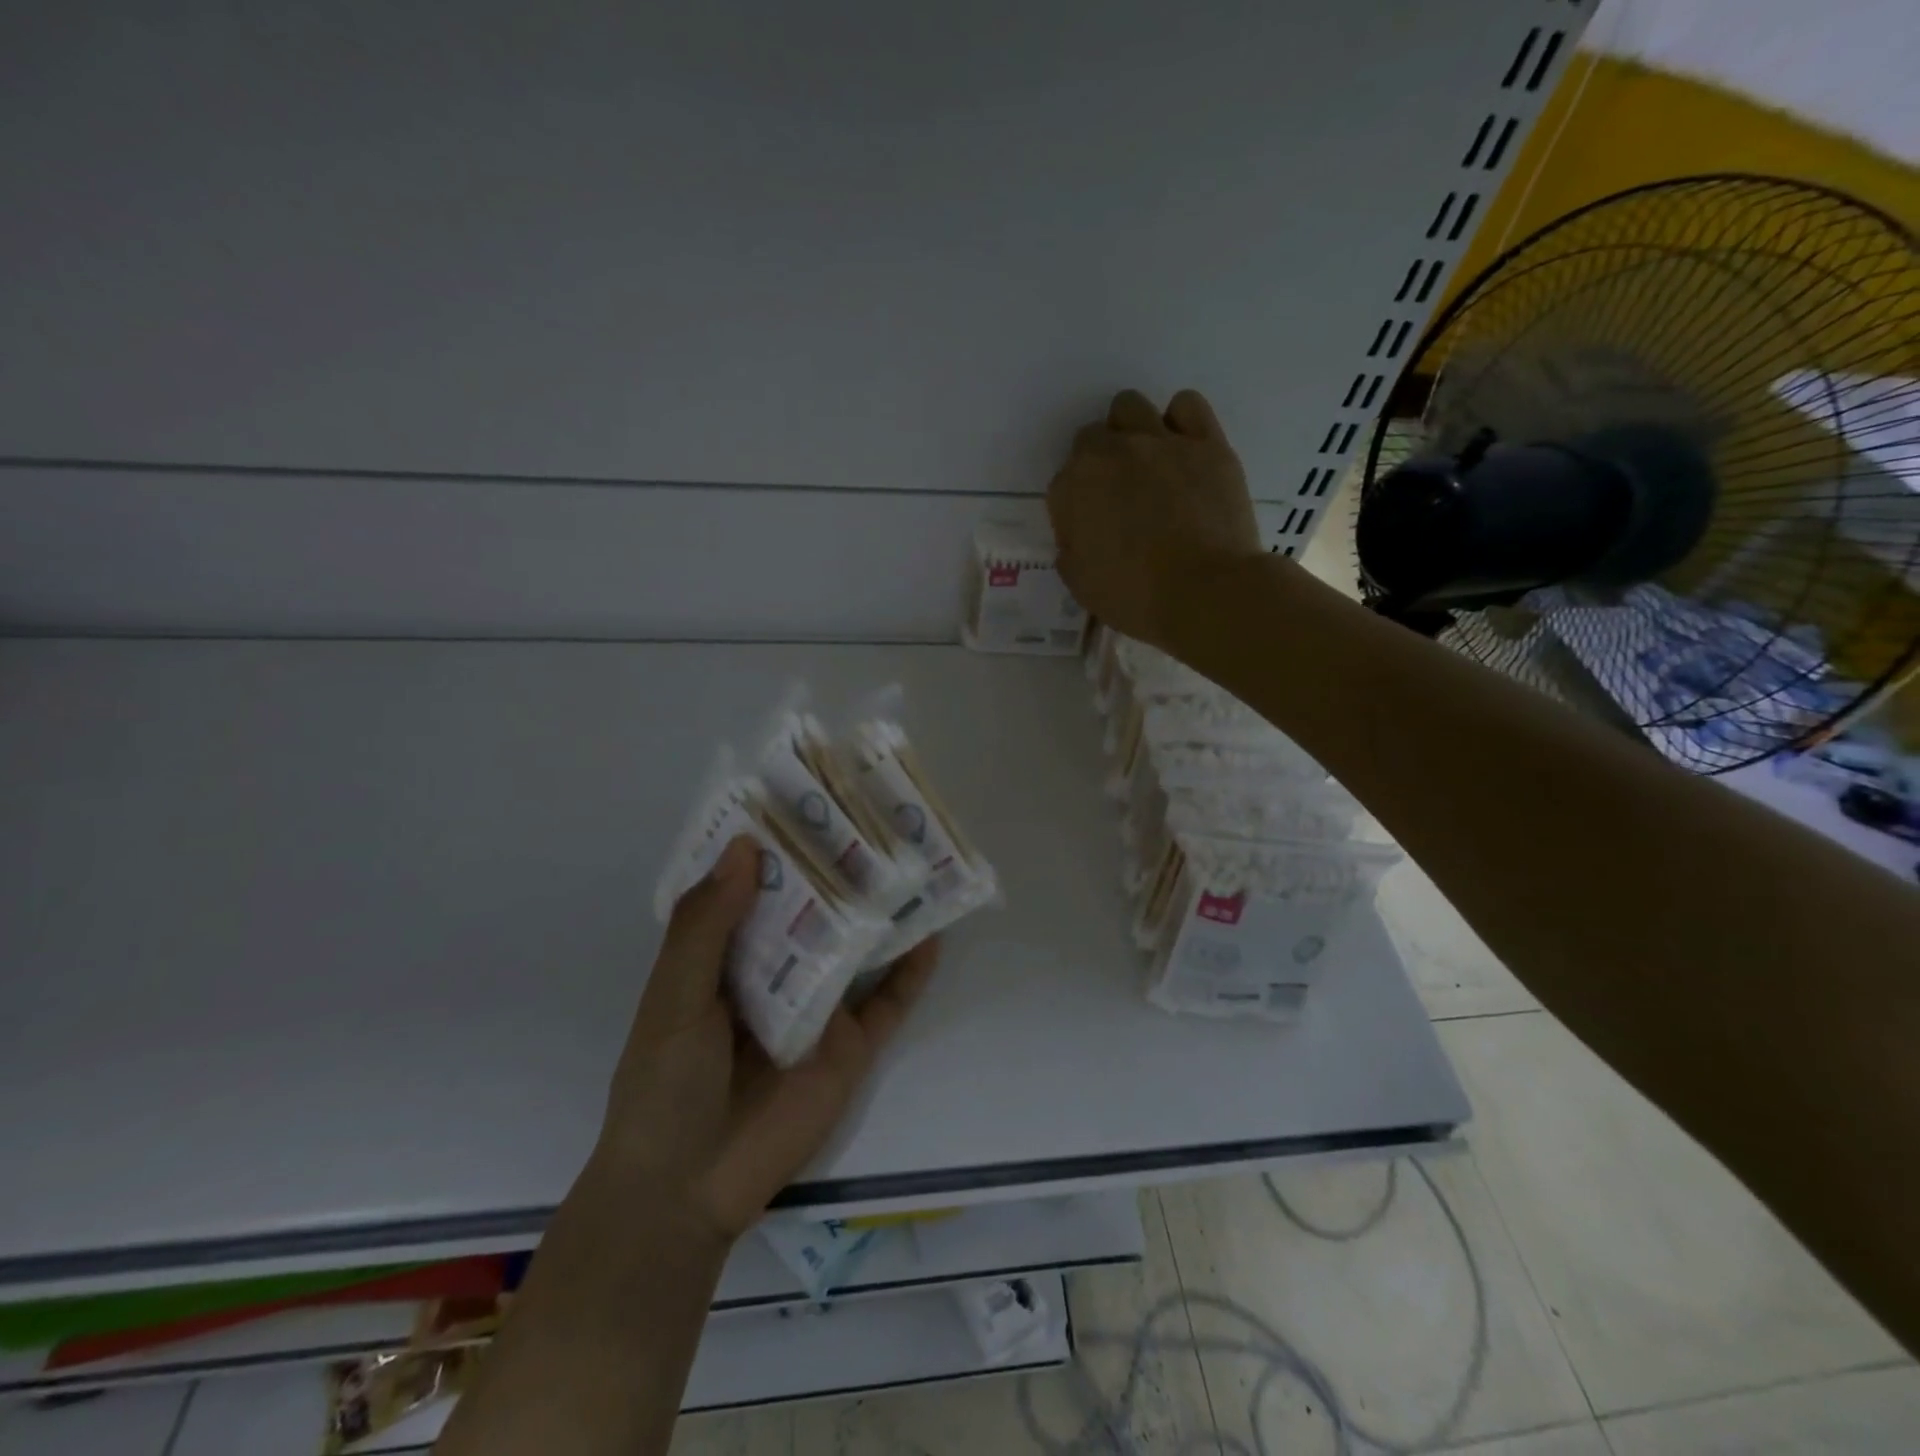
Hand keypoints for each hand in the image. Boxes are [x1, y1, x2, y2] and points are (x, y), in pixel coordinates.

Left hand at [593, 837, 938, 1246]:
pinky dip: (912, 972)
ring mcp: (817, 1007)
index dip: (777, 843)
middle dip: (839, 868)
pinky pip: (889, 1003)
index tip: (805, 796)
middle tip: (875, 816)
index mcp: (726, 953)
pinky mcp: (849, 1047)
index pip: (755, 885)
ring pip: (856, 946)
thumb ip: (706, 926)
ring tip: (916, 861)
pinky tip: (932, 936)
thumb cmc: (665, 1085)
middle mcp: (775, 970)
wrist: (686, 1191)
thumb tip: (748, 847)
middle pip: (814, 908)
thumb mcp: (675, 997)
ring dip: (882, 909)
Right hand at [1047, 388, 1263, 649]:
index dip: (1075, 507)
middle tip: (1118, 498)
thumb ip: (1071, 551)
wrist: (1205, 594)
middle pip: (1092, 438)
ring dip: (1129, 431)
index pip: (1063, 482)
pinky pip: (1186, 405)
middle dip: (1098, 464)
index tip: (1090, 532)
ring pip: (1130, 407)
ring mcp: (1161, 442)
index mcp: (1074, 487)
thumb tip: (1078, 537)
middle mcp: (1112, 453)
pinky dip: (1179, 421)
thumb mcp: (1081, 585)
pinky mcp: (1206, 443)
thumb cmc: (1135, 598)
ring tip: (1147, 465)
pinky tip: (1183, 450)